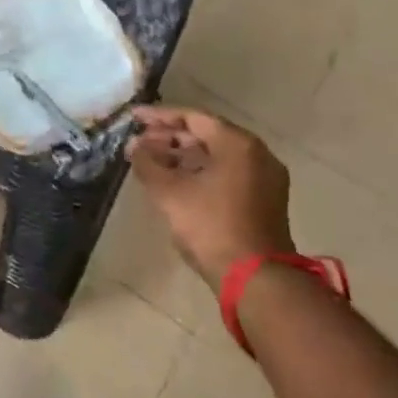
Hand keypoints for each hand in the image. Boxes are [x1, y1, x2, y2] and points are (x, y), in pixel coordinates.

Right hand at [127, 105, 291, 286]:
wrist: (256, 280)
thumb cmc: (211, 227)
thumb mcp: (169, 193)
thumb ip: (147, 163)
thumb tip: (134, 146)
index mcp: (238, 144)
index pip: (193, 117)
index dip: (159, 116)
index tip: (133, 118)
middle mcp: (257, 154)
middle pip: (206, 135)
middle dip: (169, 138)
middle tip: (138, 143)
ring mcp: (264, 178)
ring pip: (216, 156)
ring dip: (182, 157)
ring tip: (150, 163)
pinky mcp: (264, 200)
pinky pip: (227, 173)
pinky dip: (200, 172)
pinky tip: (174, 182)